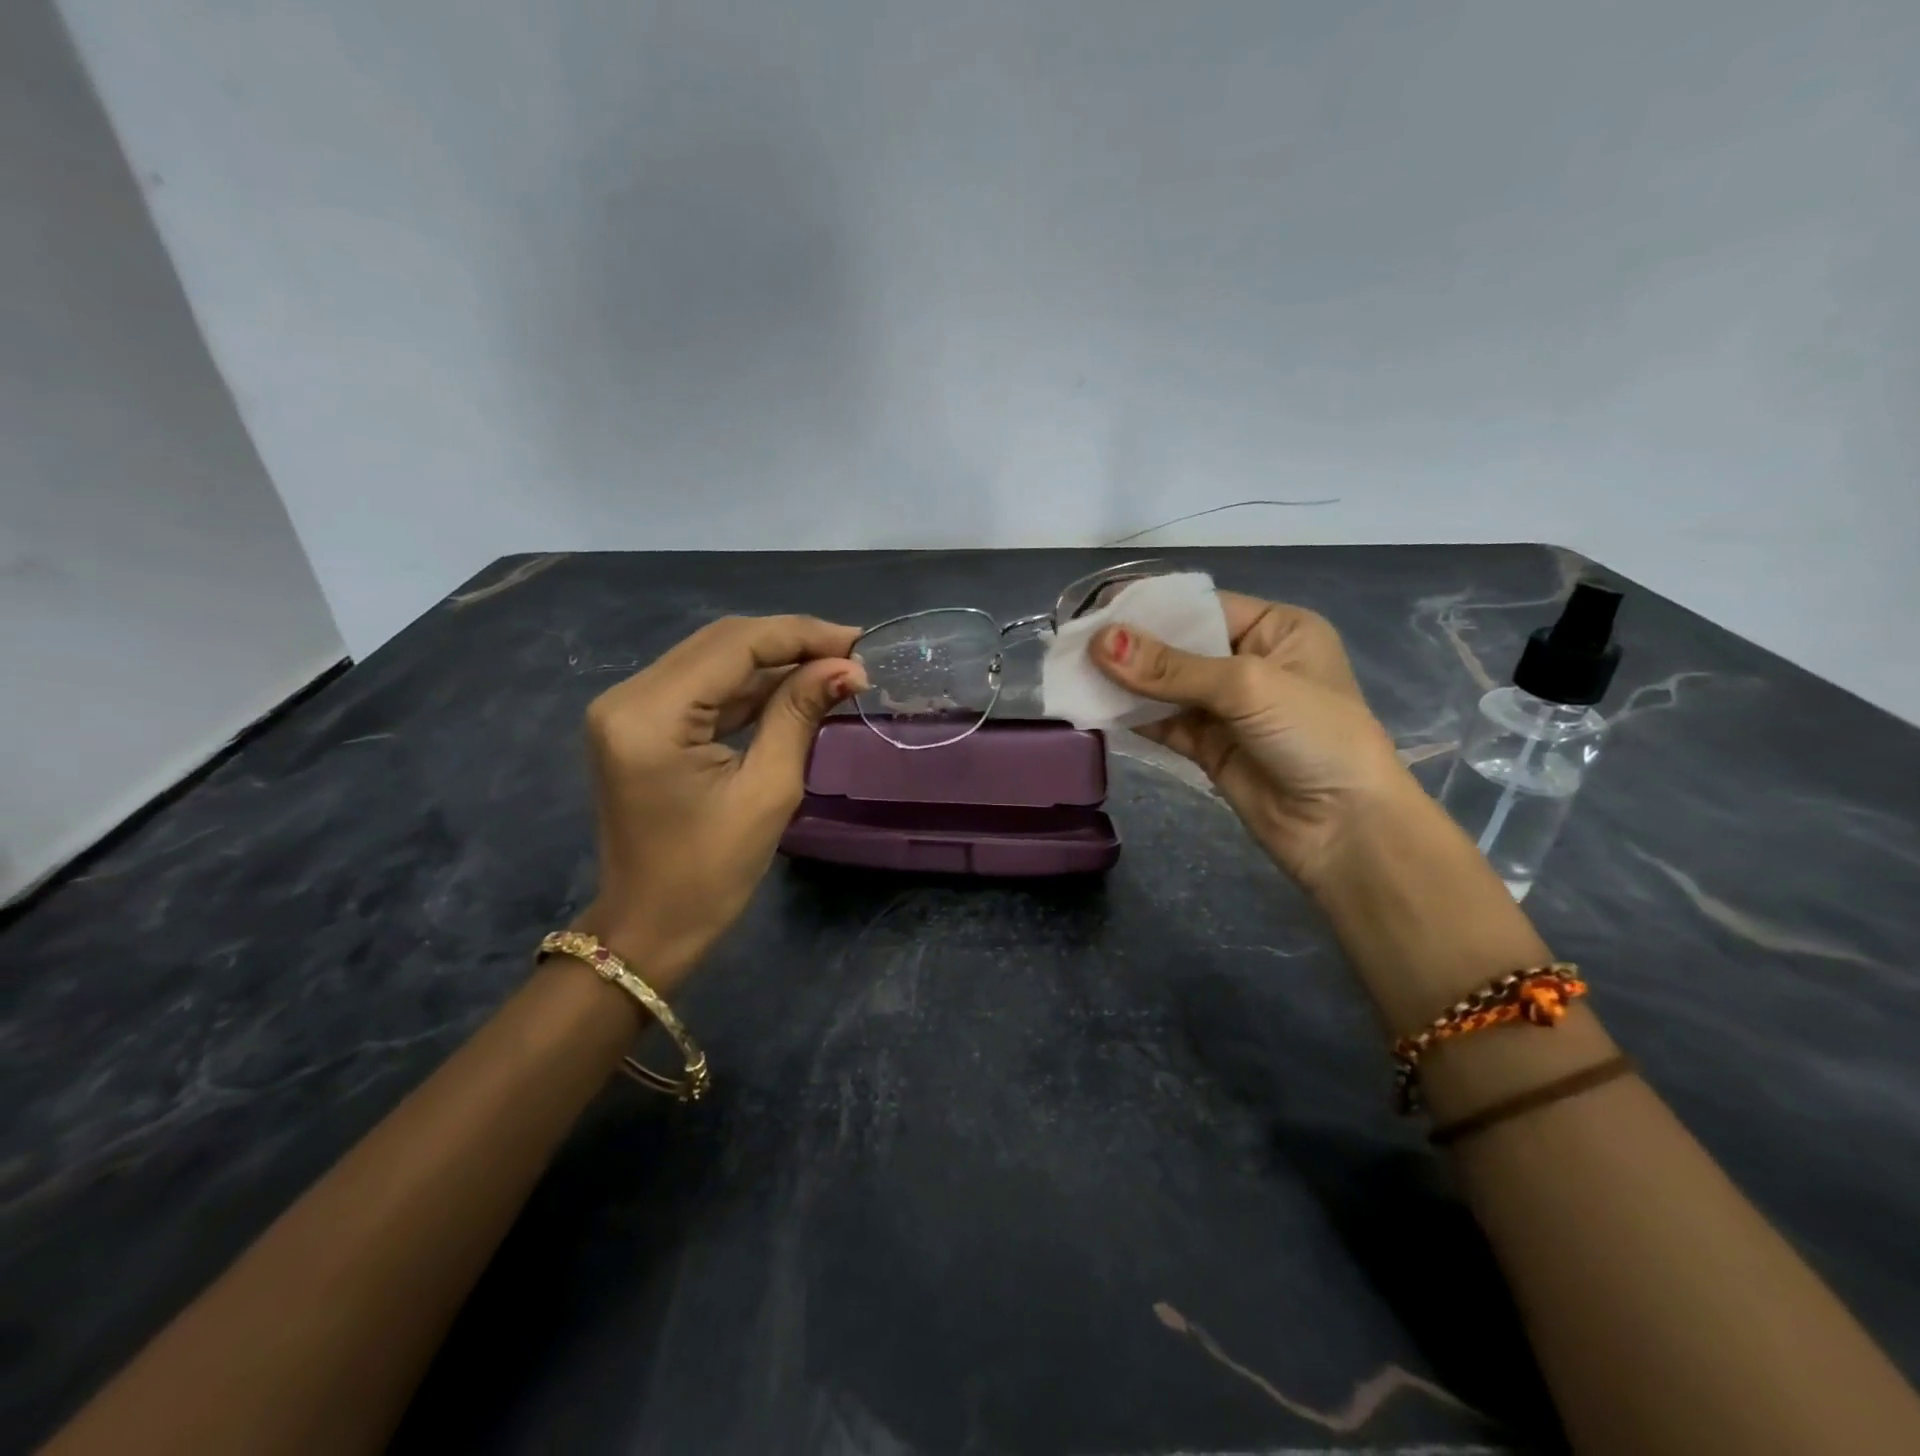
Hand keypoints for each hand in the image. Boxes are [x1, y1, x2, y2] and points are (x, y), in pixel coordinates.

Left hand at [572, 615, 867, 992]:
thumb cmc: (711, 874)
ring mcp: (628, 707)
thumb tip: (847, 668)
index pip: (734, 645)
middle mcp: (627, 696)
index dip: (800, 635)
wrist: (649, 927)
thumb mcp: (768, 791)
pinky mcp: (638, 722)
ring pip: (712, 658)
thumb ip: (800, 715)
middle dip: (790, 641)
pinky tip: (795, 687)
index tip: (858, 642)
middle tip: (851, 653)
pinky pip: (701, 686)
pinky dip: (749, 684)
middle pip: (720, 641)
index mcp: (650, 715)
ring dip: (773, 660)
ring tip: (833, 667)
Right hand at [1089, 592, 1410, 889]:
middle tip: (1072, 644)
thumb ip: (1170, 667)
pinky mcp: (1209, 746)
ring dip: (1125, 682)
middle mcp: (1250, 662)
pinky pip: (1163, 721)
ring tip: (1073, 674)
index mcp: (1276, 630)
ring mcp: (1227, 708)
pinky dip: (1132, 715)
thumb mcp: (1246, 686)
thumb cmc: (1314, 736)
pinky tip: (1096, 707)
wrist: (1345, 830)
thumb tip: (1100, 642)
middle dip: (1130, 646)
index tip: (1095, 610)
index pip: (1201, 607)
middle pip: (1178, 645)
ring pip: (1165, 686)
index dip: (1149, 607)